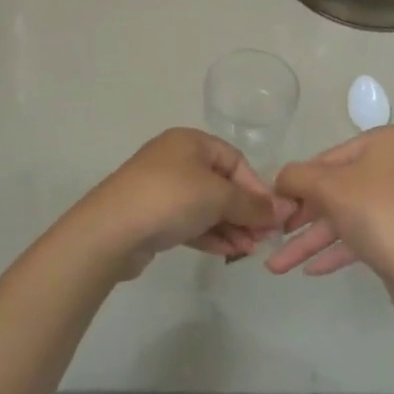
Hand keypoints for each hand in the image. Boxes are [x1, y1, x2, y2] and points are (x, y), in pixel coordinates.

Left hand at [66, 128, 290, 277]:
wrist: (111, 230)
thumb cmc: (170, 198)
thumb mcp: (218, 196)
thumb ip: (252, 204)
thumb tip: (283, 210)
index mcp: (190, 141)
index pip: (235, 160)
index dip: (256, 187)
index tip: (272, 216)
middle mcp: (175, 159)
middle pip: (221, 184)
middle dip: (244, 212)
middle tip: (262, 239)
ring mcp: (161, 189)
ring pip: (206, 206)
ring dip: (230, 227)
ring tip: (248, 251)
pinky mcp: (153, 216)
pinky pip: (190, 222)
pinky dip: (210, 234)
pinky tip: (228, 252)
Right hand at [268, 126, 393, 306]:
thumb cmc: (379, 213)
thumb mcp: (329, 187)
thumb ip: (296, 176)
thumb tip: (280, 179)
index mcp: (387, 142)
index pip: (328, 157)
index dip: (297, 182)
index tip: (273, 205)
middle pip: (336, 189)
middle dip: (302, 218)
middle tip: (272, 235)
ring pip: (346, 217)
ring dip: (311, 241)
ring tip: (276, 267)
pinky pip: (362, 236)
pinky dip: (336, 250)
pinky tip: (309, 270)